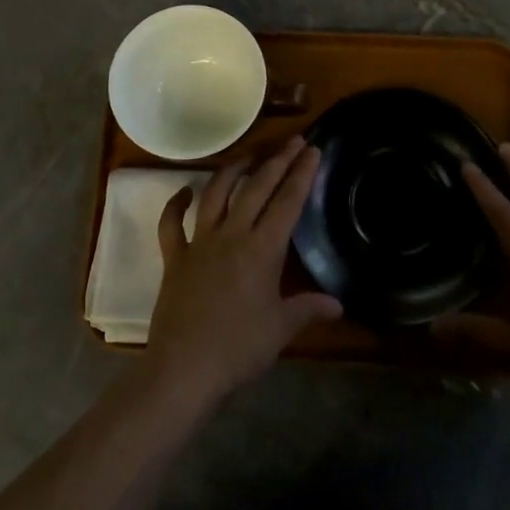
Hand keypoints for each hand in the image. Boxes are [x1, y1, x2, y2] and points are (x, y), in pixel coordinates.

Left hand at [143, 136, 342, 411]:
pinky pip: (171, 223)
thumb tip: (337, 304)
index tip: (312, 150)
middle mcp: (231, 234)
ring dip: (233, 170)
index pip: (287, 202)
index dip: (301, 174)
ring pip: (216, 193)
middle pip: (256, 188)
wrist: (183, 368)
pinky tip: (184, 190)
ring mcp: (199, 242)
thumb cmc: (238, 349)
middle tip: (293, 141)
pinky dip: (176, 203)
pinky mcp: (174, 256)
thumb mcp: (281, 330)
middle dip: (277, 161)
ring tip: (249, 156)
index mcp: (262, 249)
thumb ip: (308, 309)